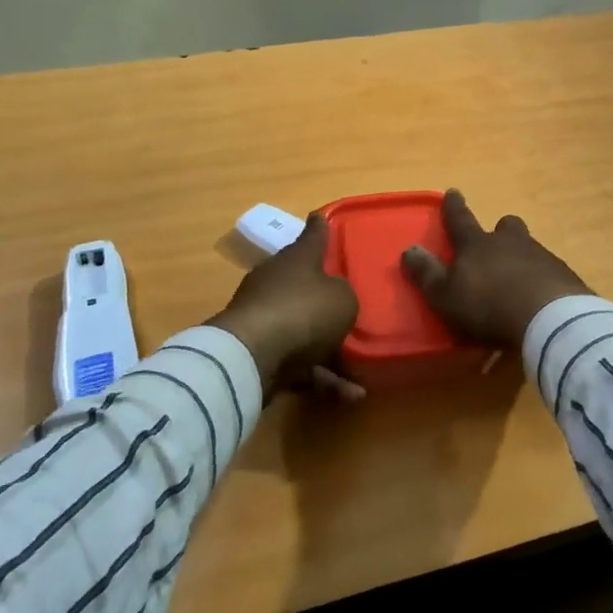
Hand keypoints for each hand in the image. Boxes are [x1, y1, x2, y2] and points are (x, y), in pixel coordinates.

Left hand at [207, 213, 358, 401]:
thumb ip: (344, 296)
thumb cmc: (304, 311)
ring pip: (303, 328)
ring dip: (330, 349)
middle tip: (348, 303)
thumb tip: (333, 298)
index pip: (312, 235)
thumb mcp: (343, 299)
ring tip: (361, 372)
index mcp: (297, 258)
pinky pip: (298, 362)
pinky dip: (322, 377)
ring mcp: (264, 316)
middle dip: (324, 295)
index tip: (321, 216)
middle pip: (304, 282)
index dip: (320, 227)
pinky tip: (350, 396)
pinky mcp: (258, 352)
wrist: (251, 356)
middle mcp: (277, 281)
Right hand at [401, 190, 591, 349]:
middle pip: (506, 226)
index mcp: (477, 244)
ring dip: (521, 257)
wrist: (549, 318)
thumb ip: (427, 274)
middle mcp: (510, 242)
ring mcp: (541, 256)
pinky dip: (541, 279)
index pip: (460, 220)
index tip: (452, 191)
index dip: (454, 207)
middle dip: (500, 230)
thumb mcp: (446, 295)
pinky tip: (540, 297)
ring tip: (518, 278)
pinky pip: (548, 271)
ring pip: (528, 247)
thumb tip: (408, 249)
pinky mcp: (564, 276)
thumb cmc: (488, 306)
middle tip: (497, 239)